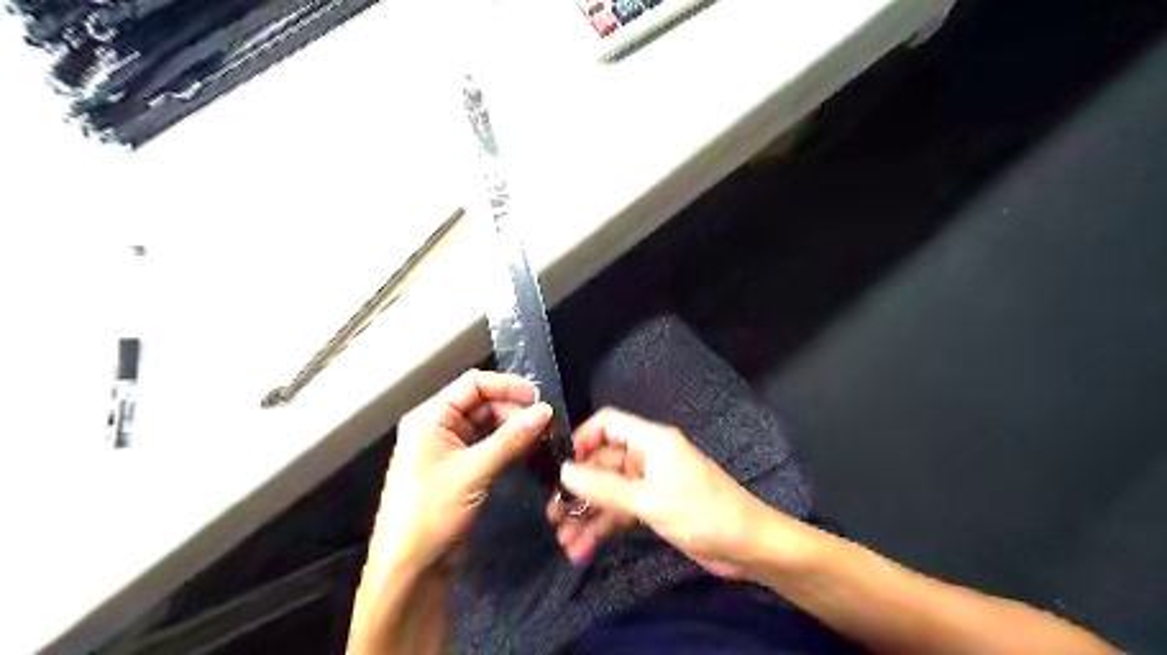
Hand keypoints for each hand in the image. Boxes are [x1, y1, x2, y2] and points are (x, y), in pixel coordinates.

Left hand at [376, 374, 551, 573]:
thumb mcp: (473, 472)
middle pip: (483, 403)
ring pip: (489, 424)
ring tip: (544, 435)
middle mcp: (439, 426)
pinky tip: (532, 449)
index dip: (507, 386)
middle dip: (515, 409)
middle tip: (546, 423)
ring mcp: (451, 448)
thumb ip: (510, 439)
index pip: (473, 384)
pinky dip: (510, 445)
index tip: (538, 399)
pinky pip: (490, 445)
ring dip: (515, 427)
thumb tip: (545, 411)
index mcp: (430, 417)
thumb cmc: (431, 514)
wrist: (410, 569)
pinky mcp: (462, 468)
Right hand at [555, 409, 771, 576]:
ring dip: (587, 515)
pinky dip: (604, 528)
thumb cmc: (703, 513)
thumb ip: (605, 488)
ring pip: (609, 492)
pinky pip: (621, 512)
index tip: (561, 467)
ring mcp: (650, 485)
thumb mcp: (650, 501)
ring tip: (565, 541)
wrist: (749, 548)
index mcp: (651, 441)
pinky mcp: (654, 508)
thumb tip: (564, 472)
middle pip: (603, 464)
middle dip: (578, 490)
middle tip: (553, 516)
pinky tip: (584, 548)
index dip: (582, 439)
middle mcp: (647, 458)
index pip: (608, 424)